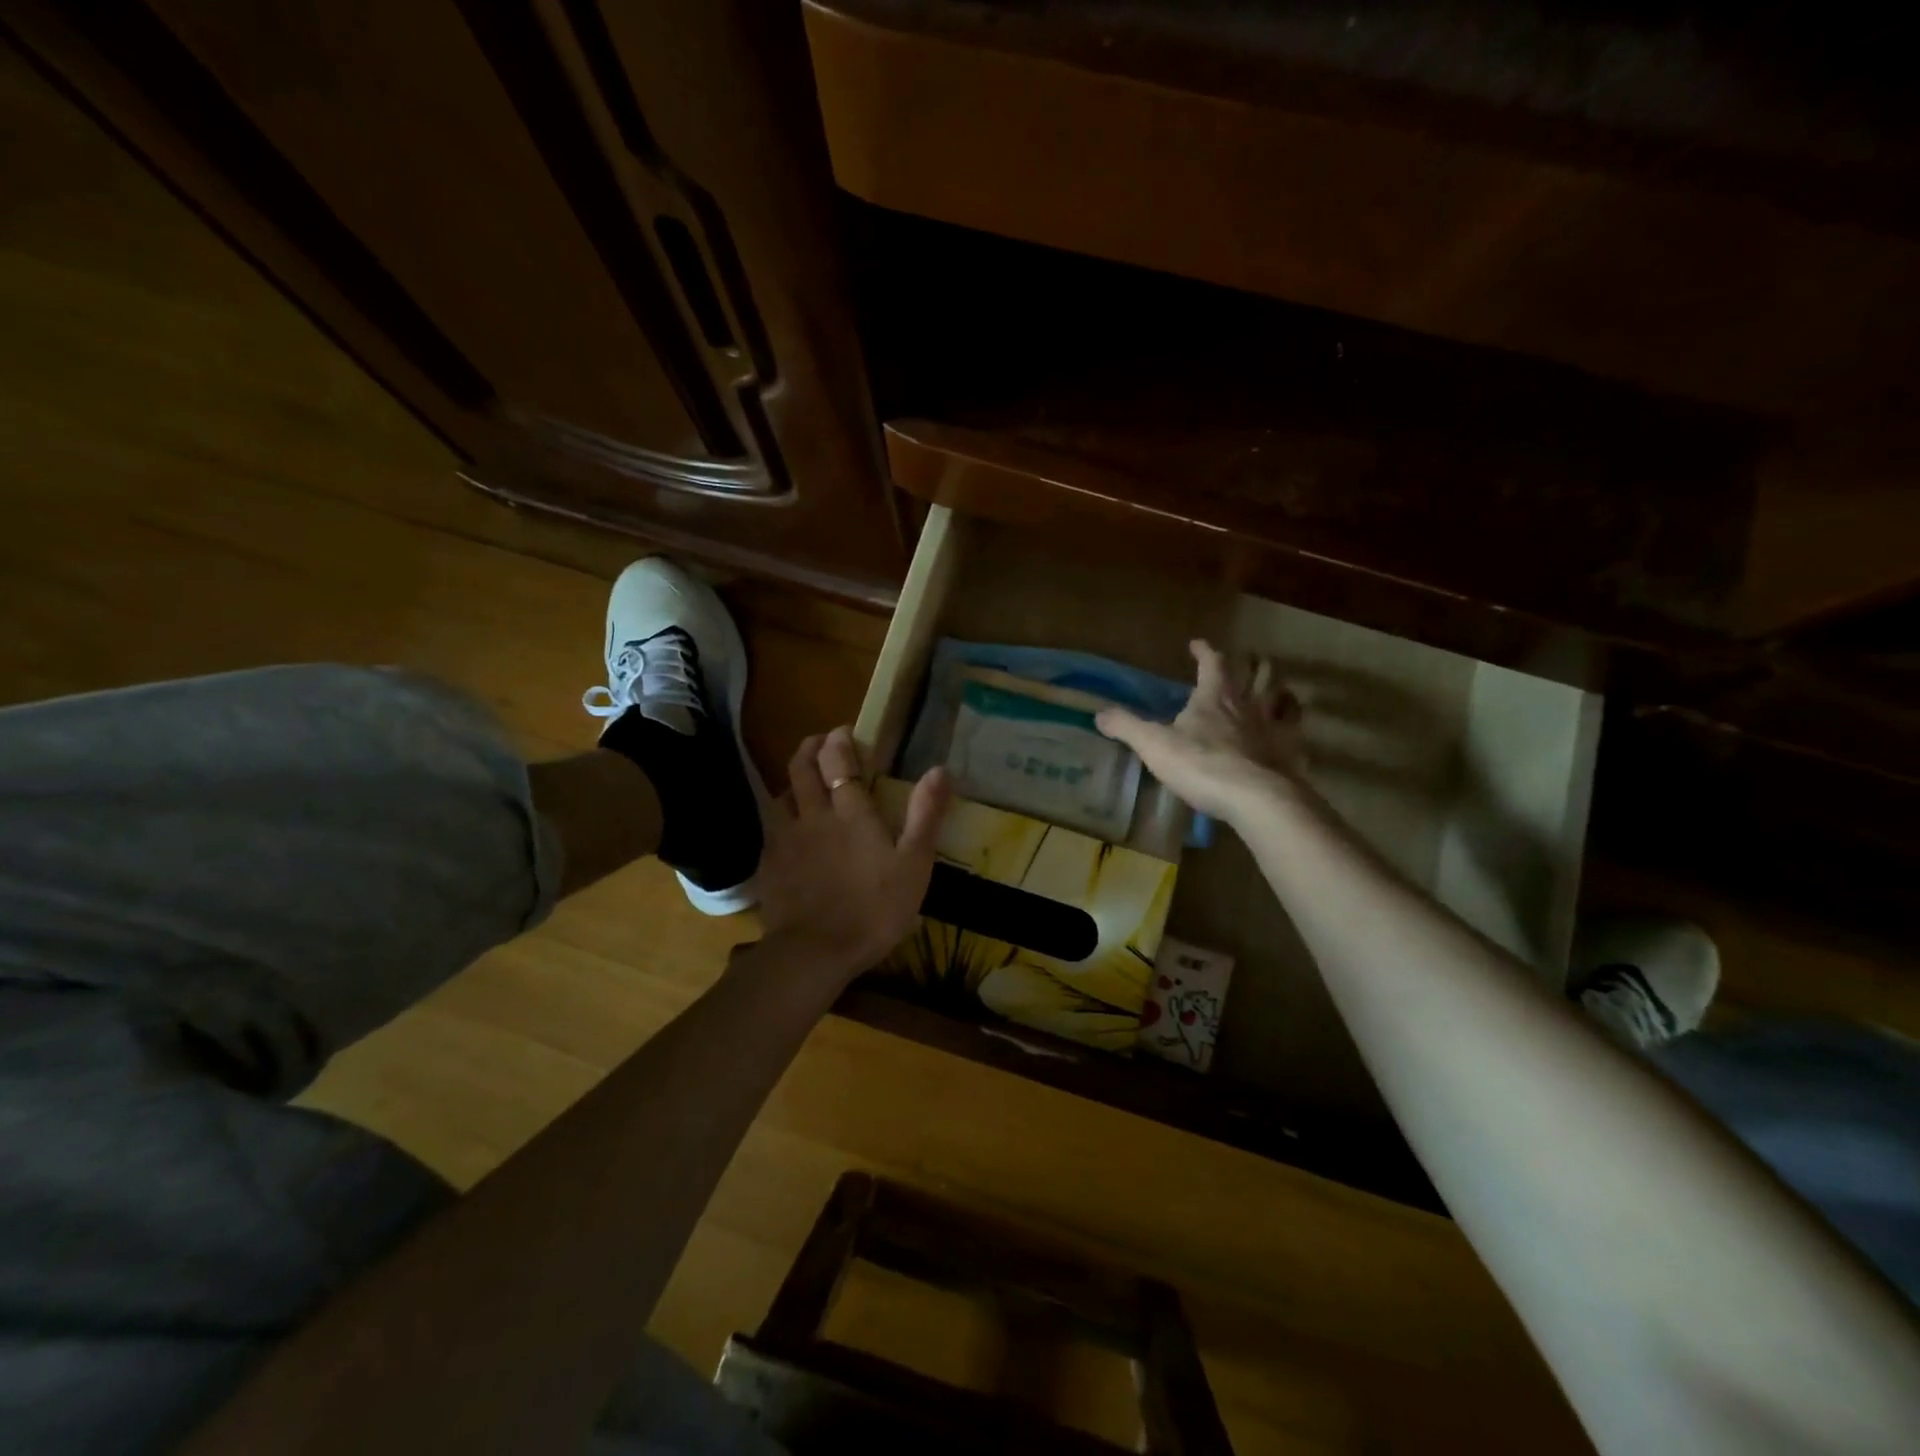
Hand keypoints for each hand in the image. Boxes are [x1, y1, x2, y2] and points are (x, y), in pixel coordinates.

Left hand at [754, 727, 951, 981]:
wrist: (815, 953)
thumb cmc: (873, 909)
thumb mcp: (914, 865)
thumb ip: (925, 816)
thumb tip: (939, 769)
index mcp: (850, 813)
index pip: (838, 761)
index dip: (839, 741)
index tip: (843, 732)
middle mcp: (812, 816)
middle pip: (801, 769)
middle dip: (809, 748)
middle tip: (819, 742)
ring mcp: (785, 841)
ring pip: (781, 796)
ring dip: (792, 782)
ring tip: (801, 784)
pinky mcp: (769, 866)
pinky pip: (771, 830)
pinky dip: (780, 819)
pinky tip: (787, 833)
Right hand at [1096, 640, 1302, 824]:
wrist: (1255, 798)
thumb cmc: (1201, 765)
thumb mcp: (1153, 745)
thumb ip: (1127, 727)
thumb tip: (1099, 714)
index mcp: (1215, 696)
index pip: (1212, 662)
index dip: (1204, 651)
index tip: (1197, 644)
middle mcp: (1248, 703)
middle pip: (1258, 672)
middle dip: (1252, 662)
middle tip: (1249, 658)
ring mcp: (1274, 727)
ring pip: (1282, 696)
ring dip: (1278, 686)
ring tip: (1275, 686)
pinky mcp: (1291, 752)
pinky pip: (1296, 731)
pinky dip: (1294, 724)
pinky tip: (1290, 730)